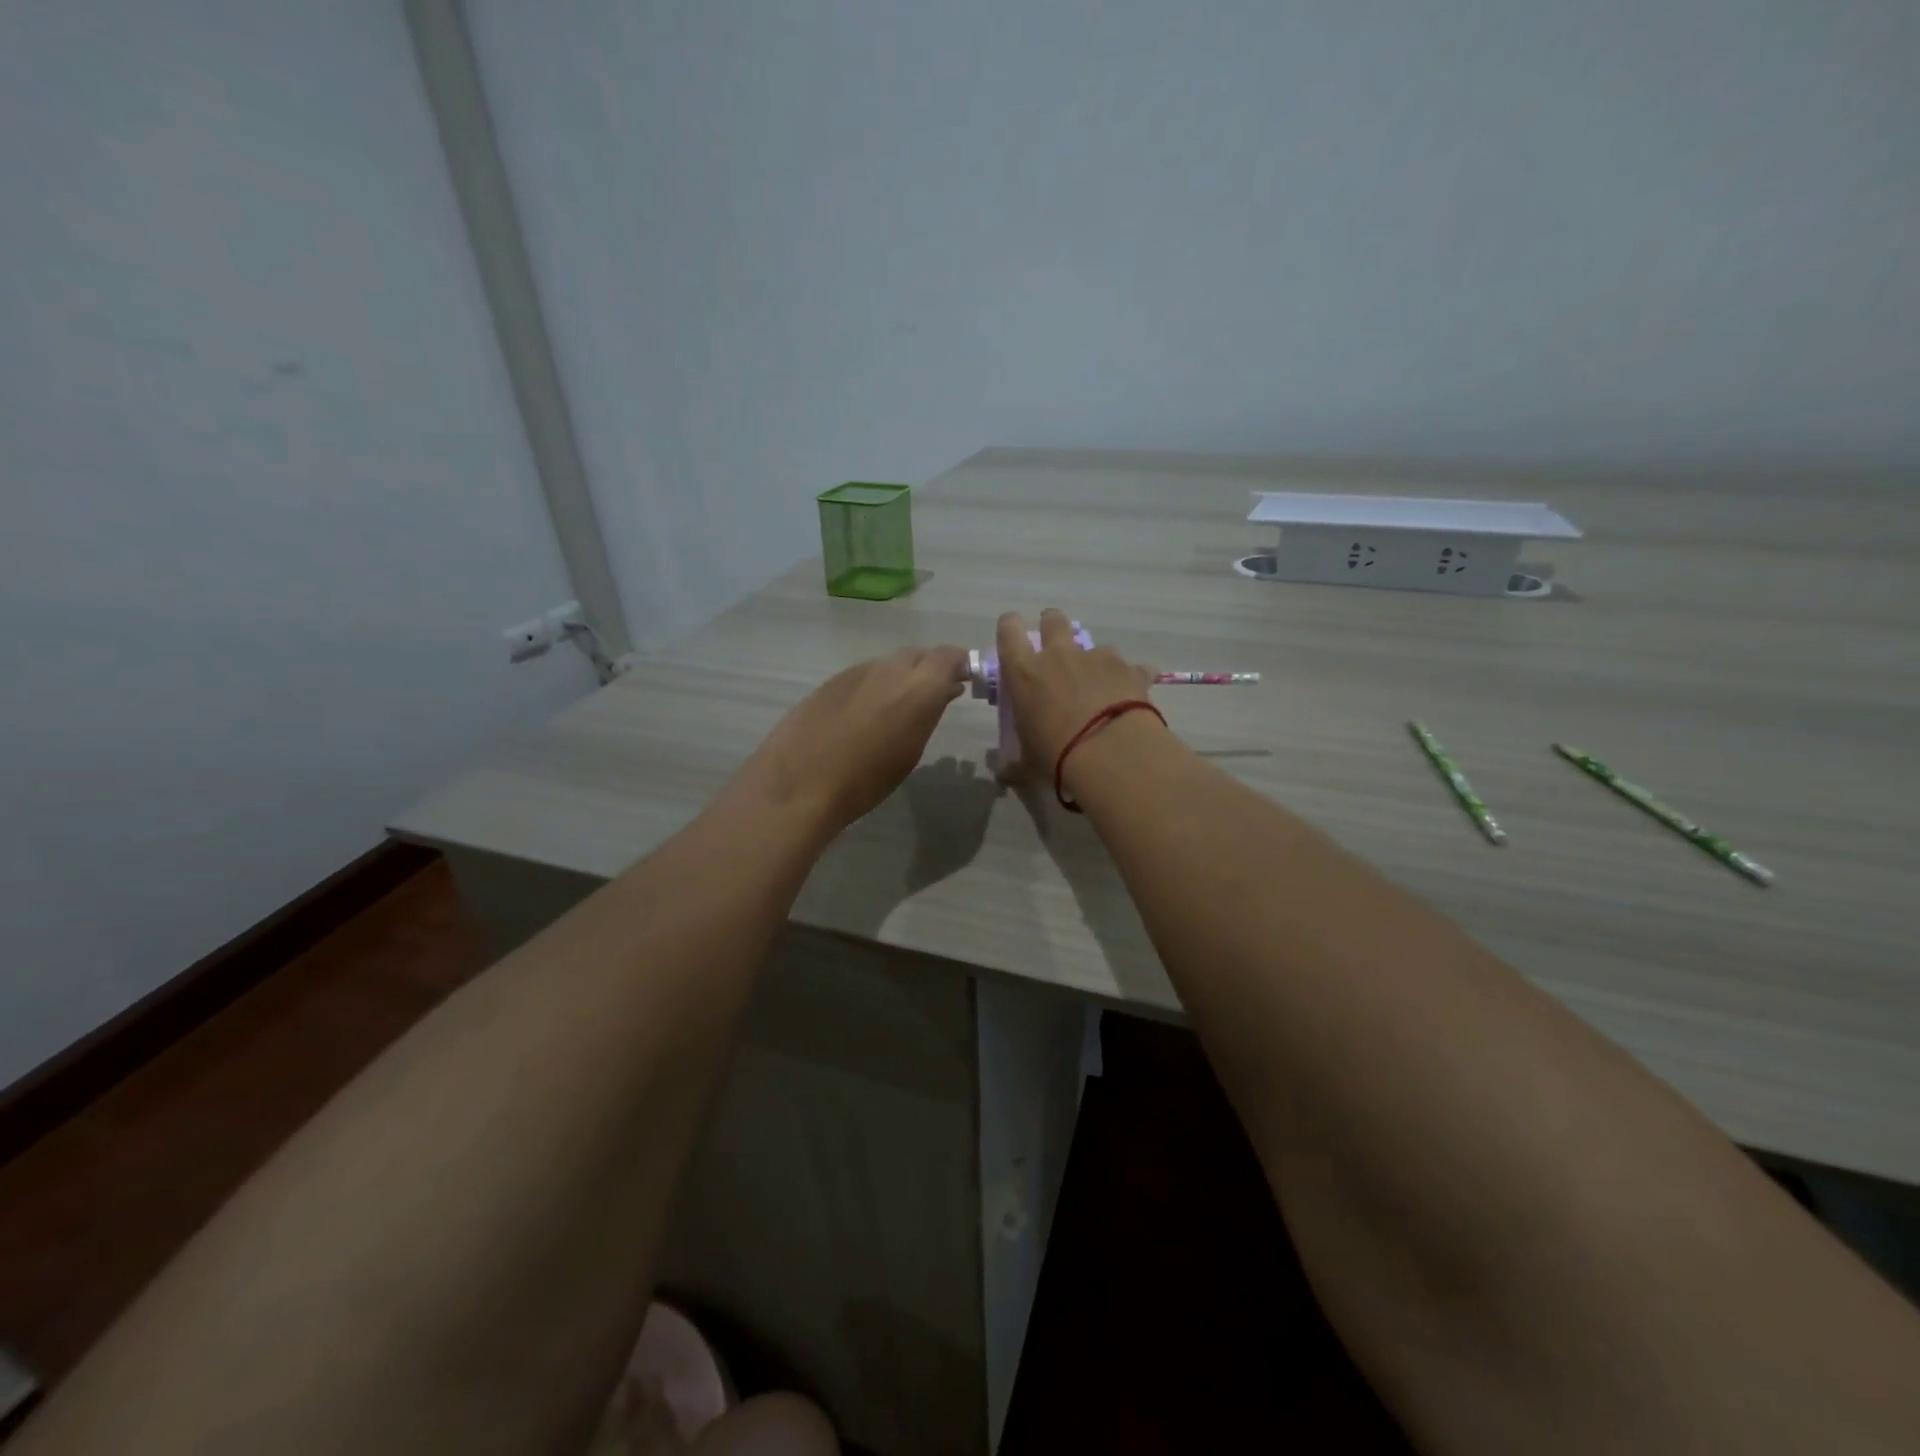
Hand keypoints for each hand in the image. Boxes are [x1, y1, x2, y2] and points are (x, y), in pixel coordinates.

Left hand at [742, 646, 969, 833]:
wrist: (800, 782)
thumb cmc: (867, 780)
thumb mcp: (911, 751)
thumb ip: (929, 713)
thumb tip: (942, 692)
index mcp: (919, 687)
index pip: (949, 656)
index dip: (959, 664)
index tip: (964, 680)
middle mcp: (890, 669)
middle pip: (918, 656)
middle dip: (929, 670)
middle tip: (934, 695)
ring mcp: (857, 671)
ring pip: (888, 665)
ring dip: (900, 679)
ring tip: (897, 708)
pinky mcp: (831, 681)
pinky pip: (863, 676)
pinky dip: (873, 687)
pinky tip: (864, 714)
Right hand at [996, 609, 1155, 774]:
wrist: (1110, 755)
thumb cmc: (1055, 755)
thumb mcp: (1027, 762)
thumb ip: (1013, 763)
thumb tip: (1003, 772)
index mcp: (1024, 672)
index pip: (1009, 629)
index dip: (1010, 627)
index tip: (1013, 635)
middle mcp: (1059, 655)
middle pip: (1053, 620)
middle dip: (1054, 626)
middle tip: (1056, 649)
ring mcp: (1097, 657)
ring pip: (1094, 645)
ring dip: (1094, 661)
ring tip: (1100, 688)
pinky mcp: (1129, 669)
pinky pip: (1131, 667)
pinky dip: (1130, 678)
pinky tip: (1134, 698)